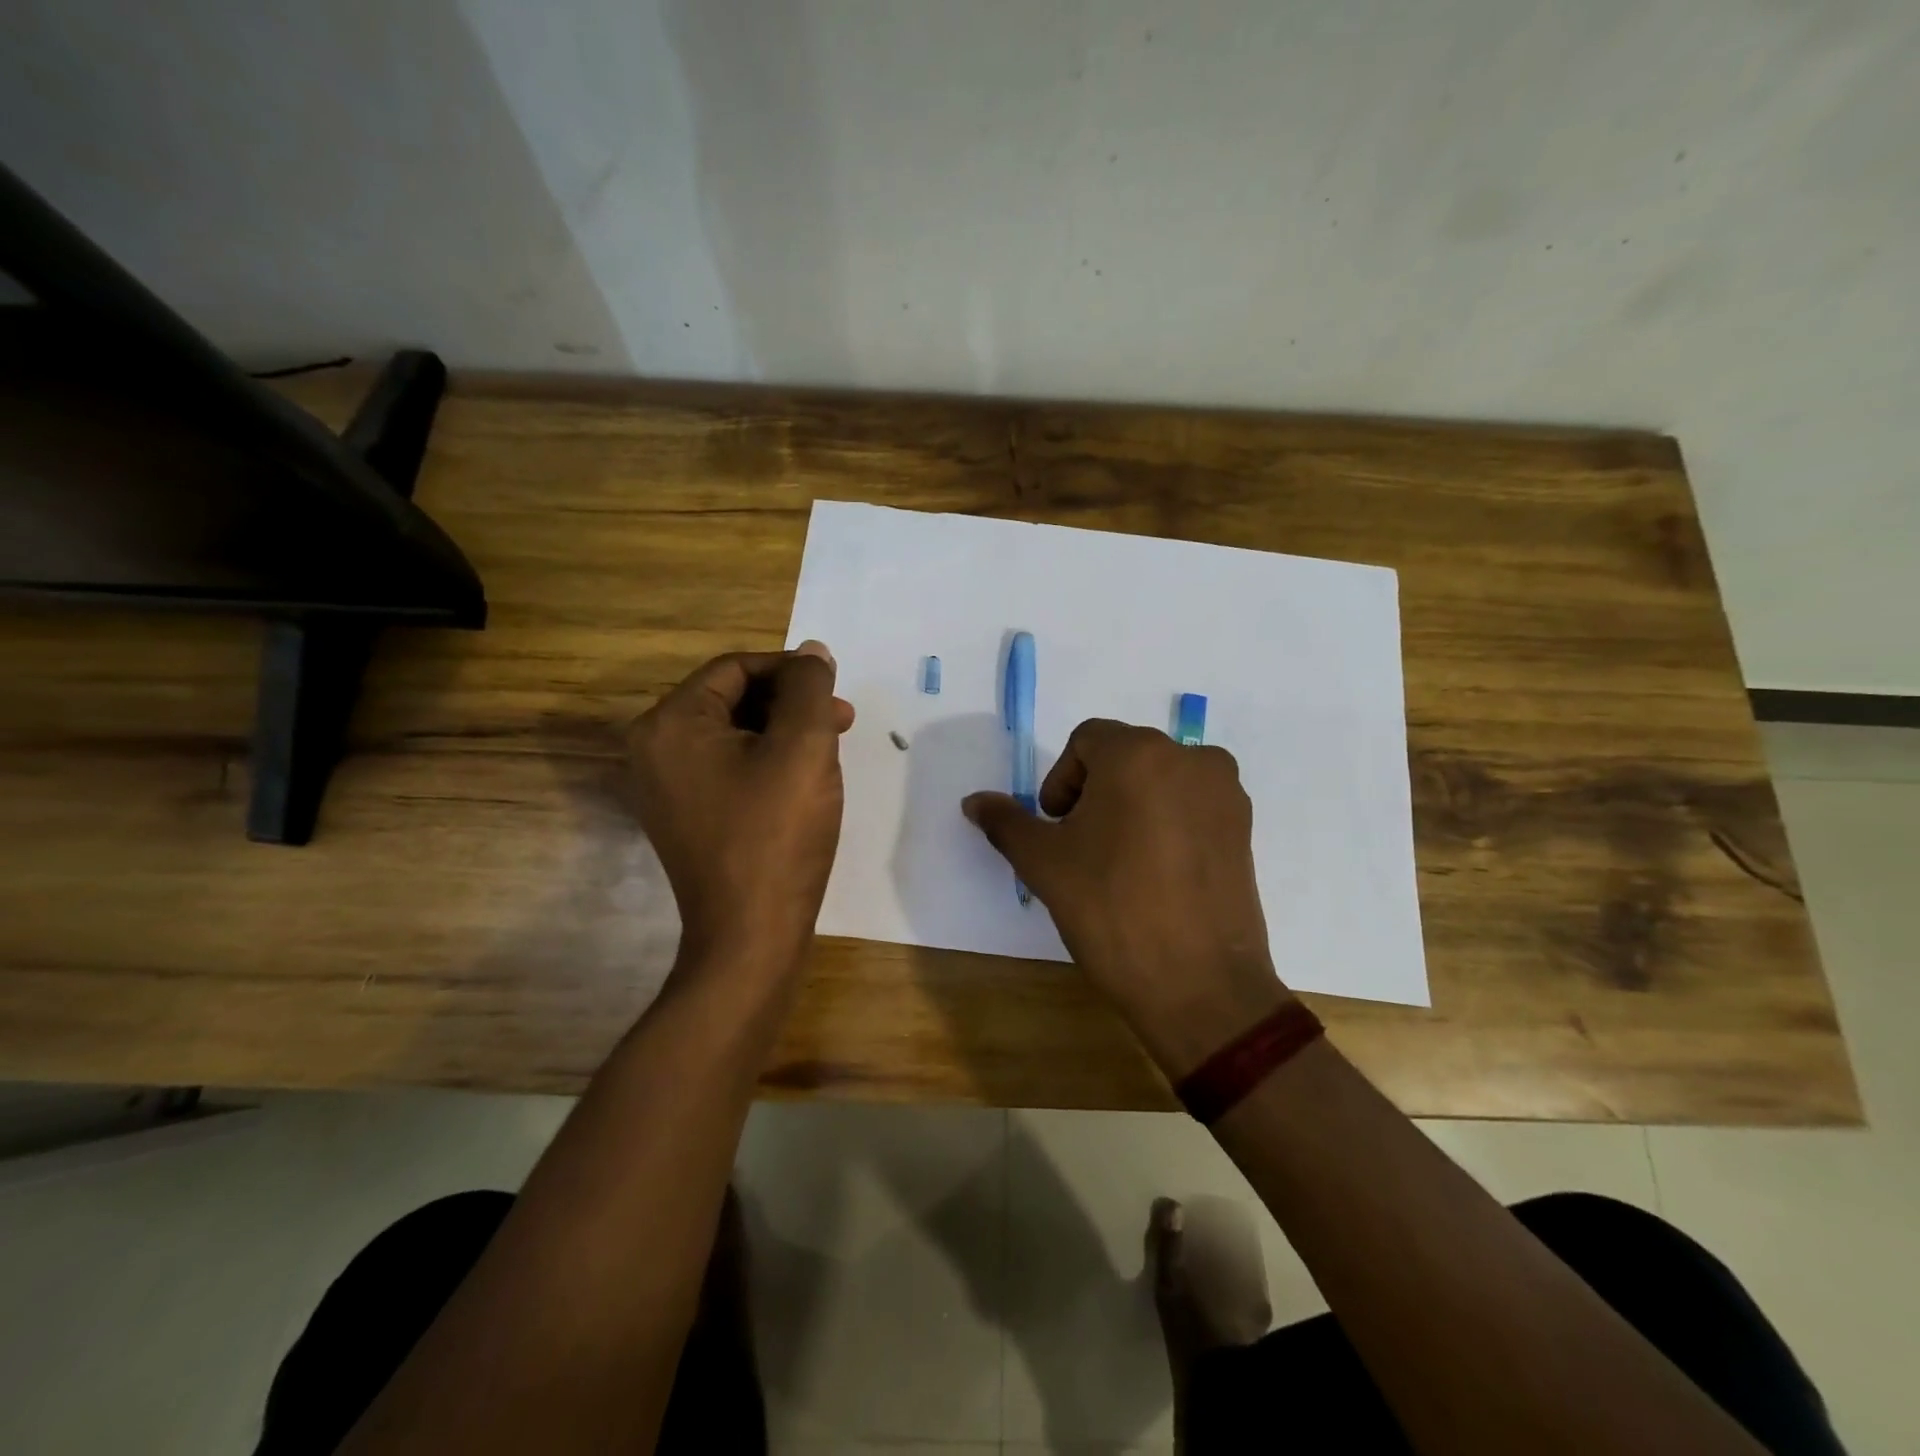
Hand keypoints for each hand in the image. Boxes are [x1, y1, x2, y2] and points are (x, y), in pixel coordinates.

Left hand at [625, 642, 854, 978]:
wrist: (751, 935)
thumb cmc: (777, 834)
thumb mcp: (803, 747)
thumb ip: (809, 688)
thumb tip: (812, 652)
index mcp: (671, 724)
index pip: (735, 668)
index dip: (790, 670)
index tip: (834, 689)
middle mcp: (654, 748)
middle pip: (731, 698)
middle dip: (790, 702)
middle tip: (841, 719)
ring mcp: (665, 786)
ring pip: (734, 733)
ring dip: (784, 730)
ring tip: (830, 747)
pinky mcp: (684, 815)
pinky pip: (727, 766)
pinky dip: (766, 760)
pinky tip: (803, 777)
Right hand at [963, 720, 1291, 1077]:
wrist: (1199, 985)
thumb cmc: (1111, 909)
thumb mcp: (1044, 863)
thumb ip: (1006, 822)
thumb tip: (973, 801)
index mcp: (1139, 753)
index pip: (1087, 741)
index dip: (1062, 781)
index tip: (1058, 828)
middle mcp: (1191, 758)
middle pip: (1125, 758)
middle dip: (1095, 794)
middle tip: (1083, 847)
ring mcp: (1226, 794)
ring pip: (1160, 782)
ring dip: (1132, 807)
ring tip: (1120, 862)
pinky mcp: (1246, 829)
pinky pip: (1192, 808)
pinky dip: (1167, 825)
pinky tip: (1156, 875)